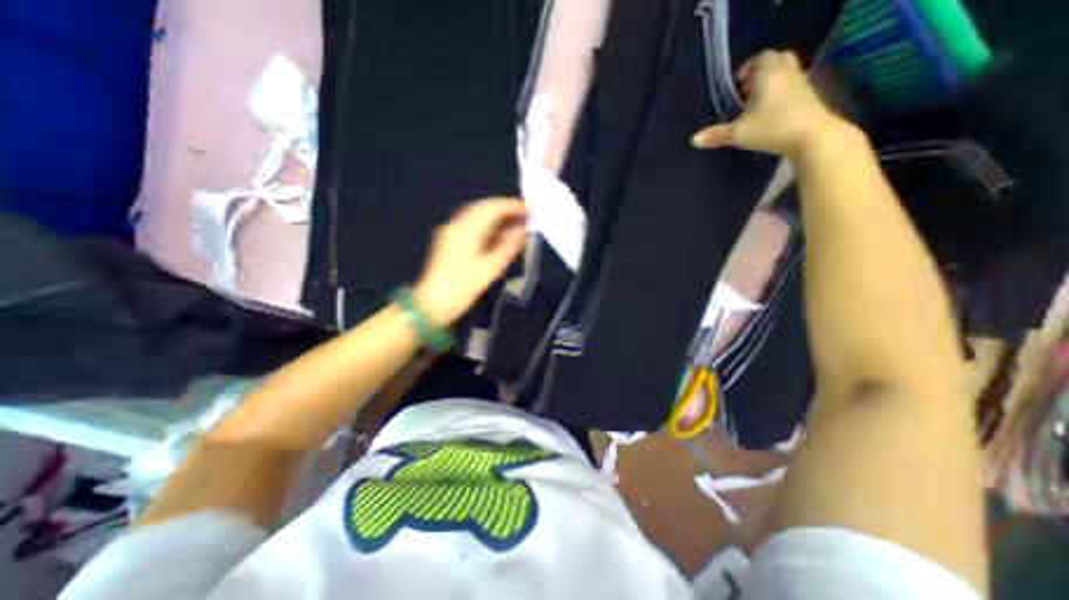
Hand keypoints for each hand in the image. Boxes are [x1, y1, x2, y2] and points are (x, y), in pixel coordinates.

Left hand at [411, 198, 526, 326]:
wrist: (433, 303)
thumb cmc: (463, 287)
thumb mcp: (490, 269)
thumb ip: (509, 247)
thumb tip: (523, 230)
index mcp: (466, 229)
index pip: (493, 208)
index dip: (513, 206)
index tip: (530, 211)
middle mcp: (457, 224)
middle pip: (484, 207)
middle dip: (506, 209)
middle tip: (525, 216)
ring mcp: (451, 232)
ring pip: (477, 215)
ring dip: (497, 217)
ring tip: (516, 225)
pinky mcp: (450, 241)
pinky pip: (472, 225)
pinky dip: (488, 226)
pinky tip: (498, 235)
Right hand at [694, 49, 843, 157]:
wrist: (810, 136)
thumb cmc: (771, 127)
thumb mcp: (738, 133)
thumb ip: (716, 135)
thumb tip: (693, 140)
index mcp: (768, 75)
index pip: (762, 57)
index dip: (749, 66)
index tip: (737, 83)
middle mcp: (786, 74)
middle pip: (777, 61)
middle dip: (762, 73)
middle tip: (747, 91)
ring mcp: (801, 84)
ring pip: (786, 75)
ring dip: (772, 84)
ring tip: (756, 105)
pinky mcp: (809, 98)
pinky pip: (793, 88)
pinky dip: (781, 95)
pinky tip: (770, 114)